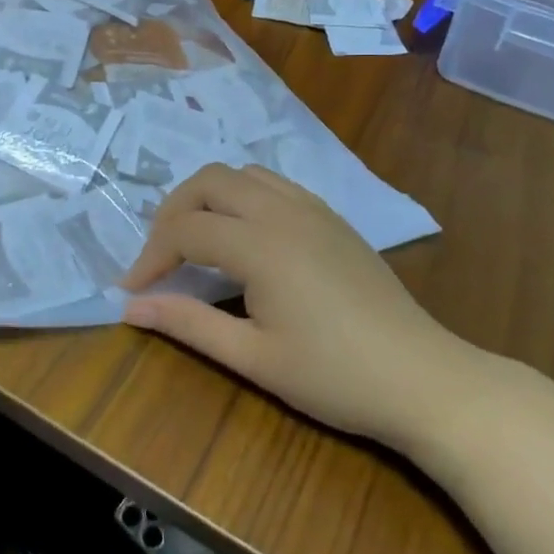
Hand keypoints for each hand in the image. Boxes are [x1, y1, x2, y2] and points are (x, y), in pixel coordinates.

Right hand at [120, 165, 482, 456]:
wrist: (422, 378)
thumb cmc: (335, 376)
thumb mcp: (253, 357)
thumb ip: (188, 323)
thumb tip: (130, 307)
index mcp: (261, 244)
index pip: (186, 230)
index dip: (150, 256)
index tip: (131, 290)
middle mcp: (283, 211)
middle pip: (208, 181)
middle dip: (172, 212)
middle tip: (160, 257)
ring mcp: (313, 209)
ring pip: (243, 174)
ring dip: (208, 198)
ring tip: (195, 241)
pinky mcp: (332, 218)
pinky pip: (274, 185)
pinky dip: (243, 197)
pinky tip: (244, 236)